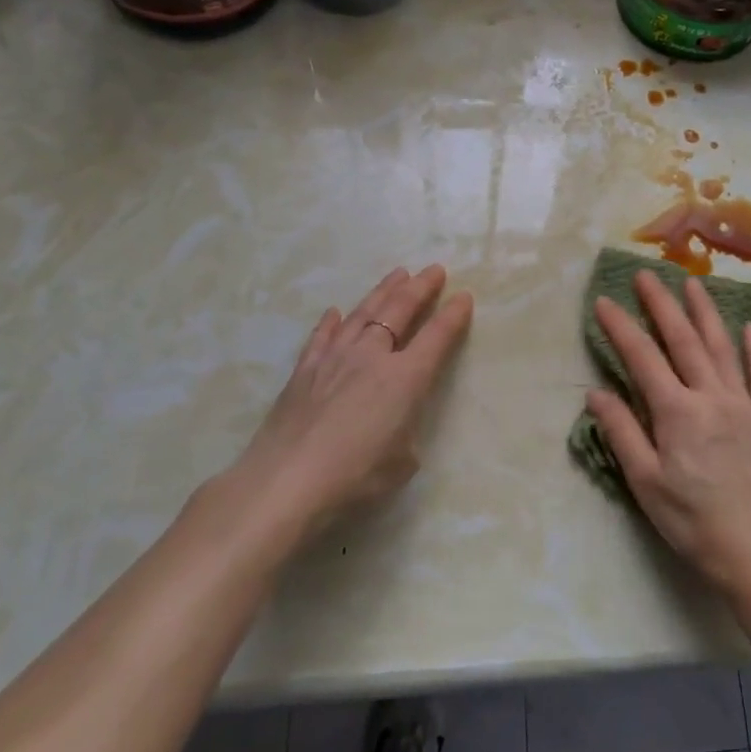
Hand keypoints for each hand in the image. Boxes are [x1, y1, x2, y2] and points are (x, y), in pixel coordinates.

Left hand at [231, 265, 473, 541]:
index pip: (437, 337)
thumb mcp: (402, 462)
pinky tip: (336, 312)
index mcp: (406, 378)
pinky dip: (332, 321)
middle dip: (420, 288)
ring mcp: (335, 358)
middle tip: (434, 270)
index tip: (464, 296)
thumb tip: (393, 421)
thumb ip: (405, 432)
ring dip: (383, 291)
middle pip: (400, 311)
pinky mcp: (304, 370)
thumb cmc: (355, 477)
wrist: (286, 482)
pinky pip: (323, 336)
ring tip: (397, 274)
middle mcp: (372, 357)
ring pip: (363, 313)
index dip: (453, 315)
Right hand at [585, 271, 750, 597]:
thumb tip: (596, 392)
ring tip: (692, 283)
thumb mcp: (645, 483)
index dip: (621, 327)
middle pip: (683, 340)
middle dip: (661, 304)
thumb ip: (621, 433)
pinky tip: (750, 328)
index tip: (603, 301)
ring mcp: (744, 405)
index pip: (643, 358)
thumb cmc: (692, 521)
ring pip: (722, 347)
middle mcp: (711, 397)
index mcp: (677, 412)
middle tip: (646, 274)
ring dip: (706, 312)